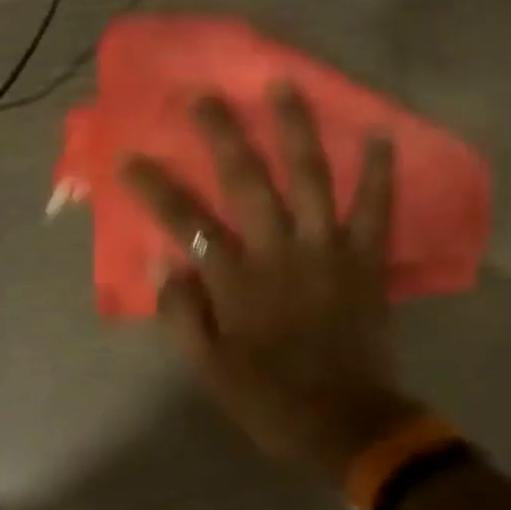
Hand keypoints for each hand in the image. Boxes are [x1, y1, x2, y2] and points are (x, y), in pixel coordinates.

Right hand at [122, 86, 421, 479]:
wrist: (345, 423)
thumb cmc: (270, 400)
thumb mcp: (209, 370)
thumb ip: (182, 314)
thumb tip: (160, 263)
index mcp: (235, 280)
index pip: (185, 221)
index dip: (154, 186)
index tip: (129, 156)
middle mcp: (278, 251)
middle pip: (246, 179)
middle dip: (222, 133)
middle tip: (206, 95)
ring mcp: (326, 250)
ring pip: (310, 176)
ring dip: (295, 128)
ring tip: (284, 85)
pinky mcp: (366, 260)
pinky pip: (375, 208)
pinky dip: (380, 172)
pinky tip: (381, 134)